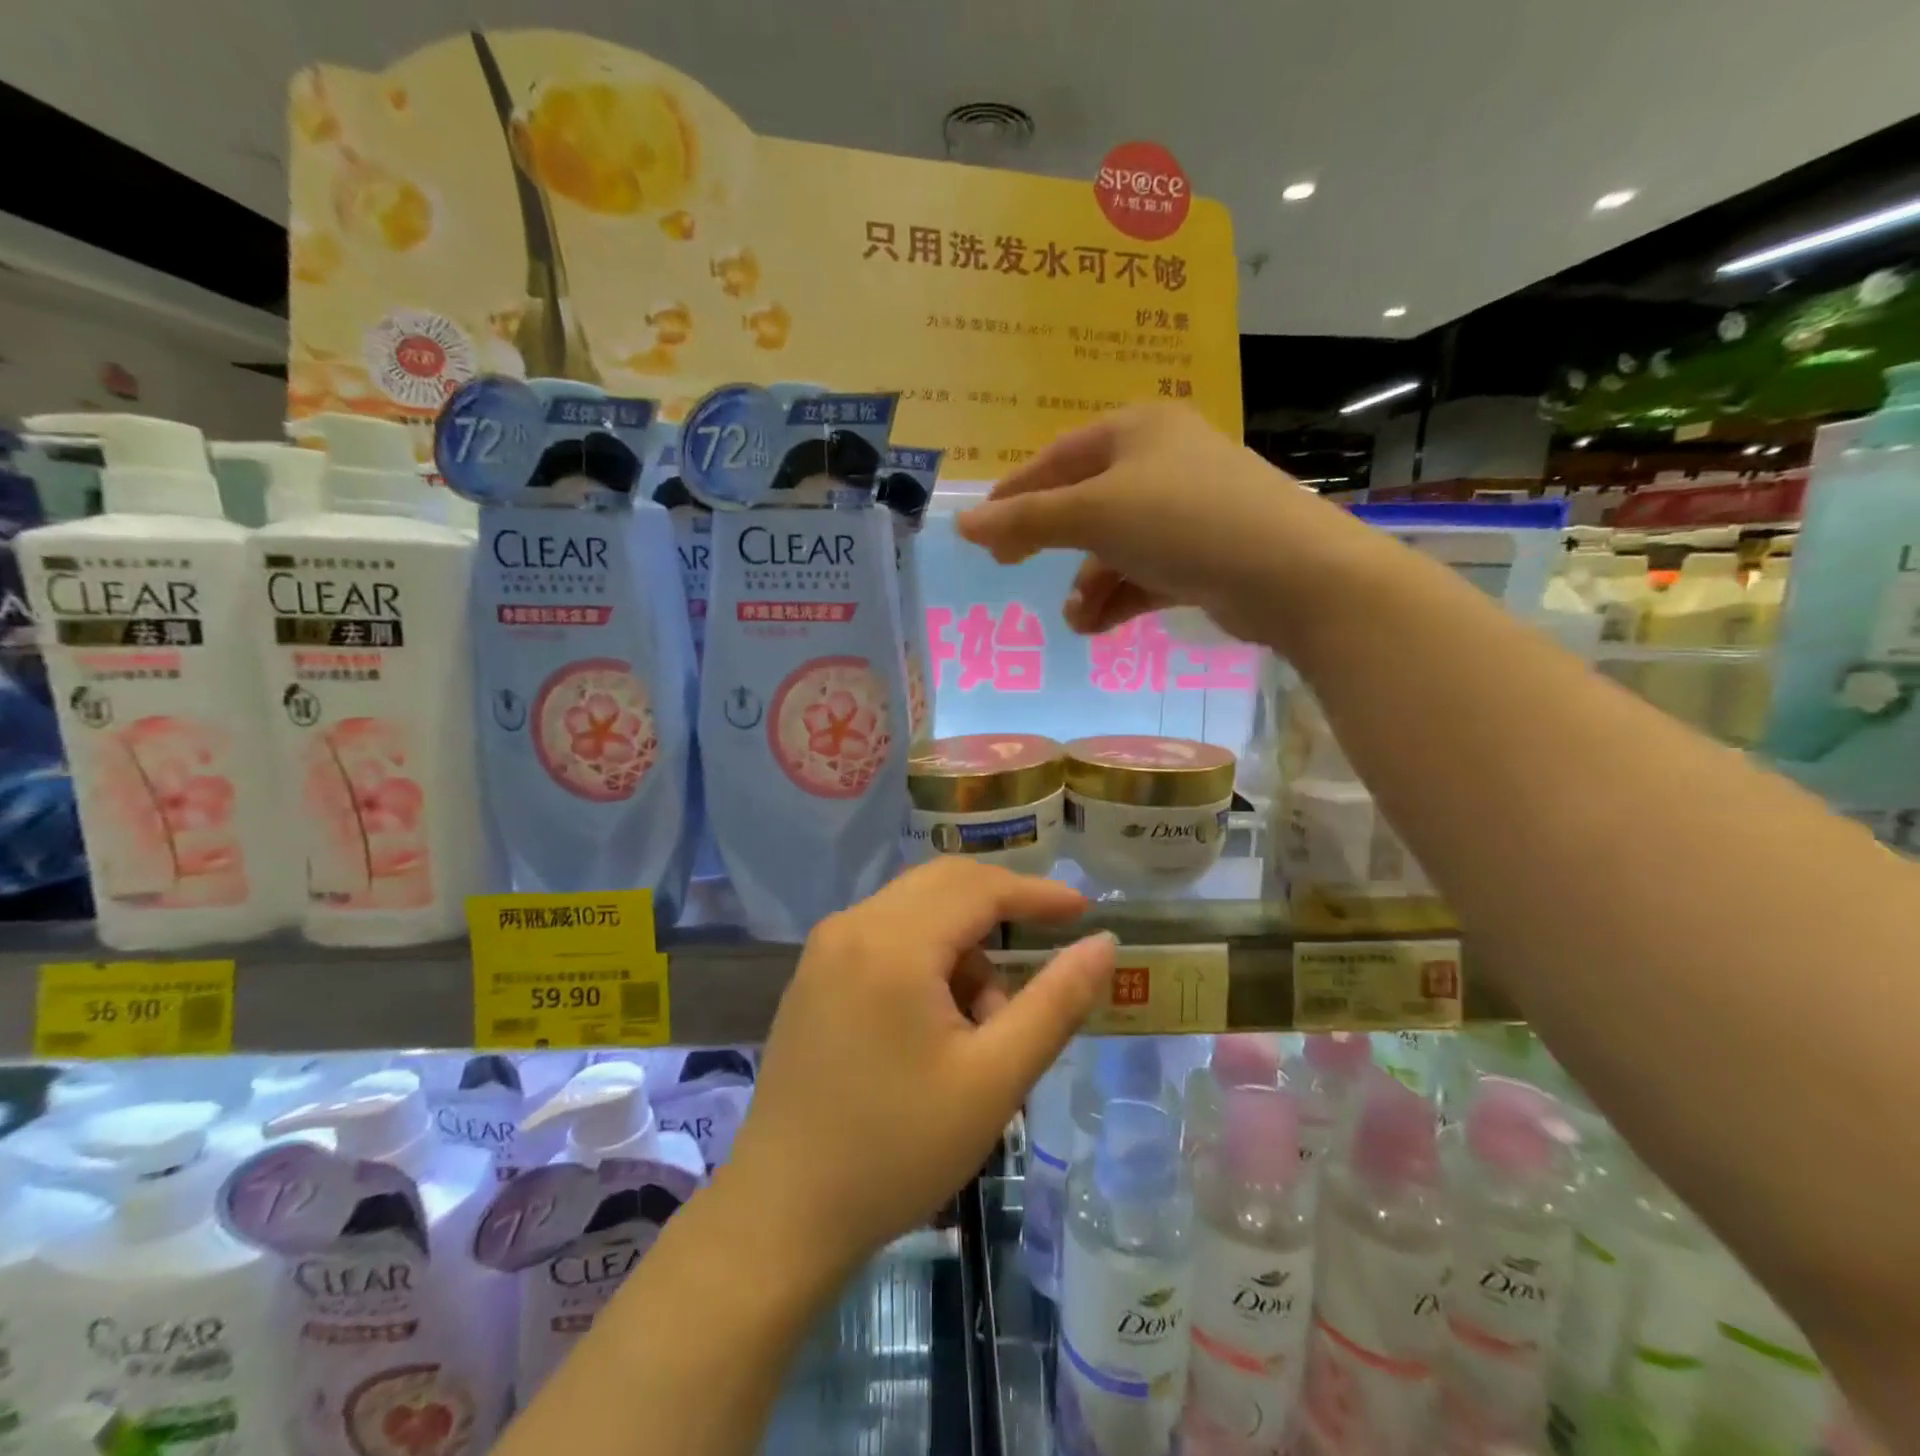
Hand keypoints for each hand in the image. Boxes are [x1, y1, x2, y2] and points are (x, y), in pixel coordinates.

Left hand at [723, 860, 1114, 1275]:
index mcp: (893, 942)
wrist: (783, 1213)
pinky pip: (886, 934)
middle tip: (1046, 948)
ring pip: (916, 910)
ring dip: (963, 944)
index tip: (1083, 909)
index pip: (980, 887)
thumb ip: (1055, 1003)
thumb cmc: (897, 1150)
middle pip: (944, 884)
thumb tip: (1103, 943)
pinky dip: (926, 956)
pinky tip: (936, 1021)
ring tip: (982, 1022)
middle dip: (1000, 910)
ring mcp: (825, 947)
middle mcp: (852, 925)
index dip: (1037, 893)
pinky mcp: (814, 973)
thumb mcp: (994, 1080)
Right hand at [955, 402, 1370, 649]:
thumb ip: (1026, 520)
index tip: (981, 531)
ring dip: (1088, 582)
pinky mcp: (1204, 554)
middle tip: (1011, 567)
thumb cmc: (1183, 522)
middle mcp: (1163, 461)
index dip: (1015, 493)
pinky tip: (1099, 626)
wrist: (1290, 574)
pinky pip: (1144, 573)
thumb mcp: (1094, 515)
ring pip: (1116, 545)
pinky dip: (1119, 598)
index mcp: (1137, 430)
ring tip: (1075, 618)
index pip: (1057, 458)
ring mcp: (1187, 509)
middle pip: (1086, 501)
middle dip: (1051, 542)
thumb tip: (961, 525)